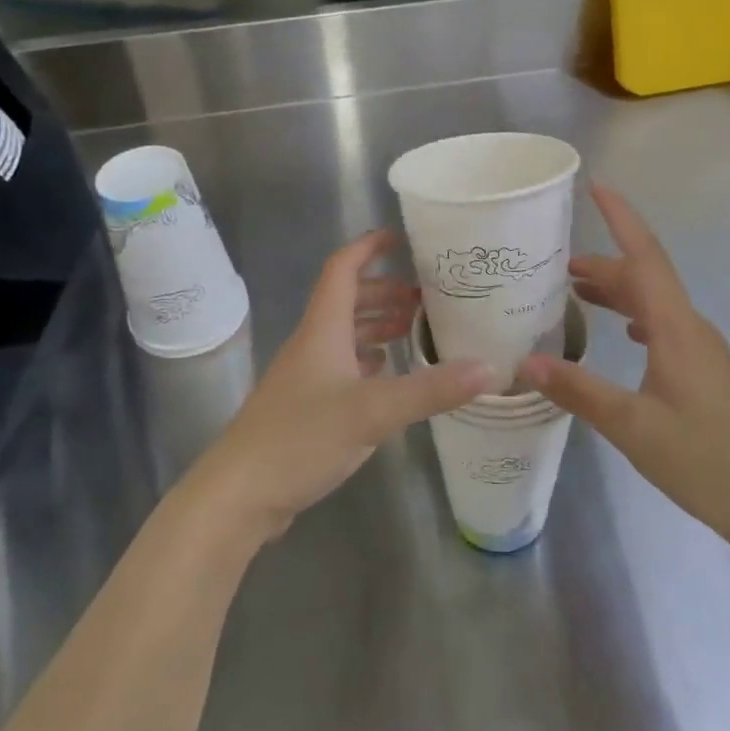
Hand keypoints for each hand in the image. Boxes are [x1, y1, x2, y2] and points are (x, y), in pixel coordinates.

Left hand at [189, 230, 492, 545]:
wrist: (239, 493)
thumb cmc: (301, 437)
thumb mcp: (373, 412)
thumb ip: (431, 389)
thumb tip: (490, 368)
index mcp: (323, 328)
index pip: (343, 268)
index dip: (369, 246)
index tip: (402, 237)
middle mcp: (313, 343)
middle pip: (347, 300)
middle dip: (383, 290)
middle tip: (425, 296)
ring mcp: (306, 375)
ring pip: (344, 334)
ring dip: (376, 325)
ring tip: (414, 329)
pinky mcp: (305, 406)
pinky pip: (341, 366)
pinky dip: (367, 360)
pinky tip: (387, 374)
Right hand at [520, 185, 729, 554]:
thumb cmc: (706, 461)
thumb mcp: (633, 427)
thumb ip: (579, 391)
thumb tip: (525, 362)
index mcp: (677, 328)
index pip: (645, 257)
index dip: (621, 218)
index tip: (597, 186)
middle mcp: (692, 329)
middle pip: (645, 278)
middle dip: (604, 263)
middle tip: (555, 265)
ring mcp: (703, 351)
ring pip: (655, 304)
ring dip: (618, 291)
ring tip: (577, 292)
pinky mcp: (706, 373)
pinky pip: (664, 327)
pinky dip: (635, 318)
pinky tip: (623, 334)